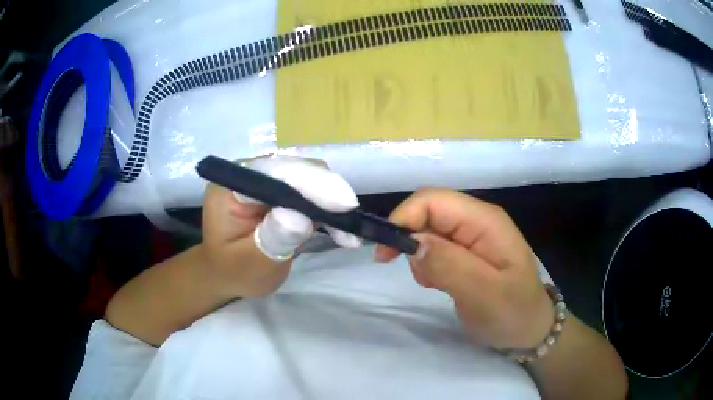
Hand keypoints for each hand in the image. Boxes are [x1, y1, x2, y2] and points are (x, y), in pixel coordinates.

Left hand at [202, 156, 360, 296]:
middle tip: (348, 219)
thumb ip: (272, 240)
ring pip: (309, 177)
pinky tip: (342, 231)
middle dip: (325, 192)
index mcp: (230, 188)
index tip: (342, 203)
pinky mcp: (283, 190)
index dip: (308, 182)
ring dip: (331, 201)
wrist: (231, 273)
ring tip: (347, 232)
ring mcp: (268, 180)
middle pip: (294, 169)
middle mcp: (250, 175)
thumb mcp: (251, 263)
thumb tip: (301, 216)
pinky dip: (329, 209)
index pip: (272, 174)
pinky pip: (312, 191)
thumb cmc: (235, 271)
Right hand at [375, 189, 553, 349]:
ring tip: (436, 284)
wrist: (528, 330)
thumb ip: (450, 266)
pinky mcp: (464, 253)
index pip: (433, 200)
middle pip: (427, 213)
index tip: (387, 254)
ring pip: (426, 231)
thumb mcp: (485, 294)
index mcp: (484, 221)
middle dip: (410, 241)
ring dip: (420, 257)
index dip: (405, 218)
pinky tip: (439, 284)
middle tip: (418, 276)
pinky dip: (426, 266)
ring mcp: (470, 237)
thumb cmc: (513, 313)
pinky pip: (432, 249)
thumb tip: (413, 243)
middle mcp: (476, 221)